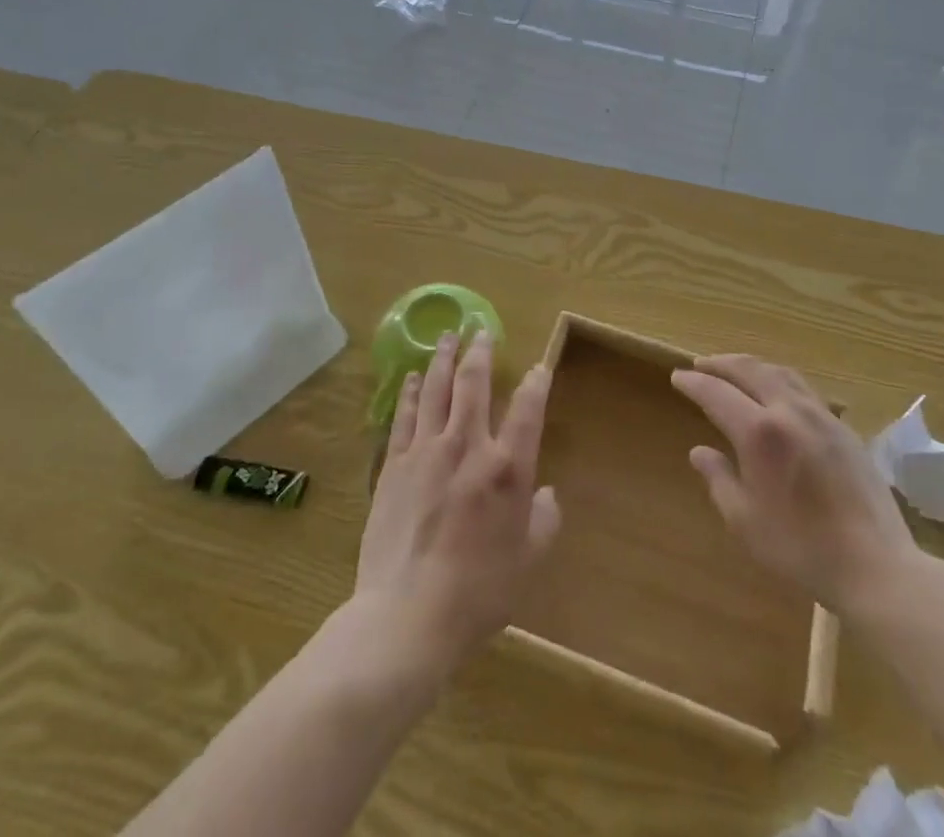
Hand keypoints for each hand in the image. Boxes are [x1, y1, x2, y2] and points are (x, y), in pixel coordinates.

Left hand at [354, 330, 560, 678]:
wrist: (407, 615)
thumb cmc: (477, 593)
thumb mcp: (527, 562)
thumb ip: (544, 522)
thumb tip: (549, 495)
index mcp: (507, 468)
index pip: (527, 409)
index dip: (536, 383)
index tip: (538, 367)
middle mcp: (467, 446)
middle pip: (473, 383)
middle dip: (480, 351)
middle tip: (481, 329)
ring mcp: (426, 451)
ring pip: (436, 389)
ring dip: (443, 358)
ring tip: (448, 336)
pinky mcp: (394, 464)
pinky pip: (404, 416)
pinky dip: (411, 392)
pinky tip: (413, 377)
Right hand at [671, 353, 922, 619]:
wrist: (876, 567)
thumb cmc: (801, 549)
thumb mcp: (745, 521)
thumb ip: (719, 479)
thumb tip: (699, 452)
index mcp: (759, 433)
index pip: (716, 393)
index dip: (694, 383)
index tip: (677, 377)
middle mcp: (789, 412)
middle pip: (750, 370)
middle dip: (720, 364)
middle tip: (700, 364)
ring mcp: (821, 417)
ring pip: (780, 373)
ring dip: (751, 365)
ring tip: (735, 368)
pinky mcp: (844, 429)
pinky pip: (803, 388)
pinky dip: (778, 378)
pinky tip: (776, 392)